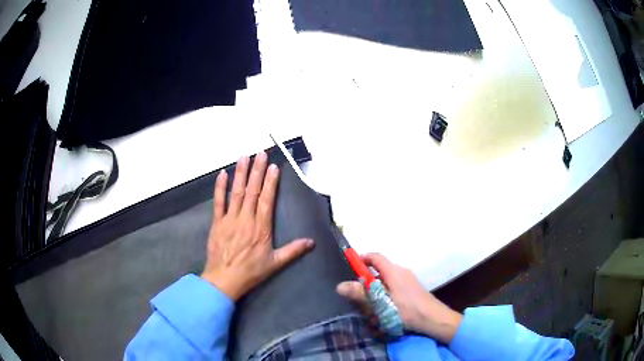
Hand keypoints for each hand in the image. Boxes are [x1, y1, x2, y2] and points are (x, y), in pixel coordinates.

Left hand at [201, 152, 314, 300]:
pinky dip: (220, 188)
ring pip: (236, 192)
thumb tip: (311, 242)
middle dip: (257, 171)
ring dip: (241, 174)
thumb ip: (293, 251)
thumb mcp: (275, 264)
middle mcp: (246, 219)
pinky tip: (223, 174)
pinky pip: (219, 202)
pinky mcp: (217, 222)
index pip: (267, 200)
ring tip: (244, 156)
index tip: (273, 167)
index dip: (270, 182)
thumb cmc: (251, 271)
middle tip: (260, 153)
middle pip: (252, 191)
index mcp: (261, 228)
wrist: (225, 279)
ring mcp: (230, 219)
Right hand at [336, 253, 462, 343]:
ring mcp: (408, 280)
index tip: (350, 267)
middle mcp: (401, 271)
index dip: (362, 259)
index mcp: (394, 271)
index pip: (375, 257)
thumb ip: (362, 295)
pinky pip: (394, 286)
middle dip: (367, 280)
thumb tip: (340, 286)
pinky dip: (385, 293)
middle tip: (358, 295)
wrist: (434, 318)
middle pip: (380, 269)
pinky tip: (385, 309)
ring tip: (371, 306)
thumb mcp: (382, 304)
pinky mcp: (412, 289)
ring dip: (376, 290)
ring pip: (386, 280)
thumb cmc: (408, 311)